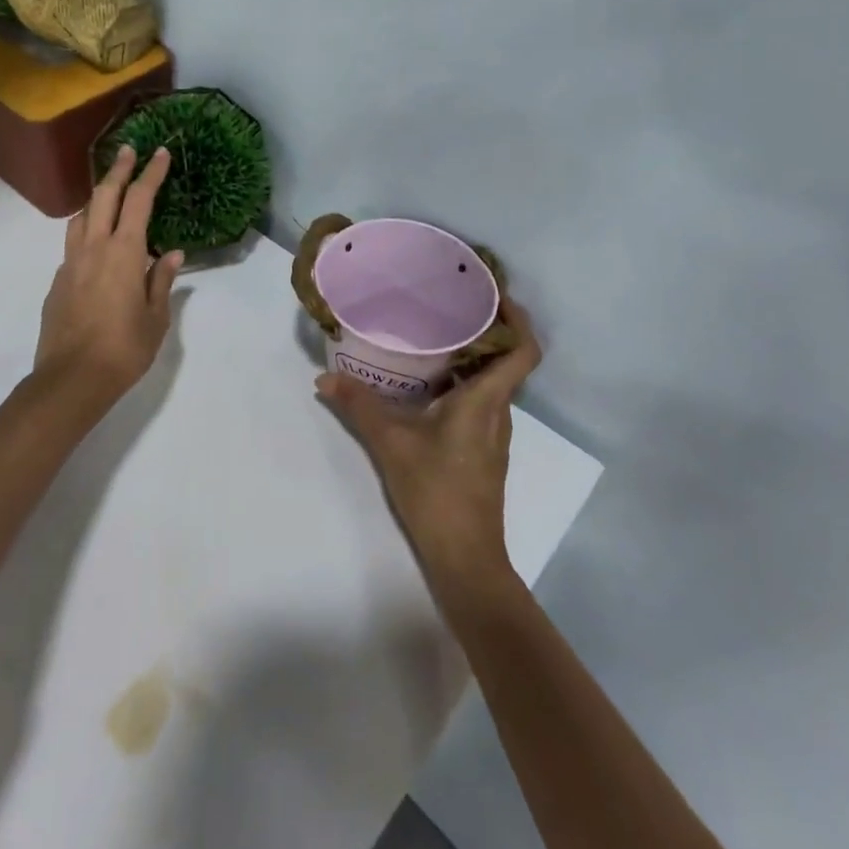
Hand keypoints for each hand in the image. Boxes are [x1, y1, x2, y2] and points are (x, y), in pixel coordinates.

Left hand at [34, 145, 183, 406]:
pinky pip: (73, 245)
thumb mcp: (156, 318)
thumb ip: (162, 280)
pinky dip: (87, 233)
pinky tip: (97, 249)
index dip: (151, 174)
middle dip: (118, 170)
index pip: (139, 200)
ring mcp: (70, 263)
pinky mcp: (58, 282)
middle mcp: (94, 248)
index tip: (160, 153)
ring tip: (109, 194)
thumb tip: (171, 254)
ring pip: (81, 217)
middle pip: (104, 196)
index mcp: (124, 252)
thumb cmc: (124, 349)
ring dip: (96, 198)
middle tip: (129, 151)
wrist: (71, 380)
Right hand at [316, 302, 542, 595]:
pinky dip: (461, 382)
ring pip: (491, 381)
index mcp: (486, 401)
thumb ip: (359, 406)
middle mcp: (498, 411)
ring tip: (434, 334)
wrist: (466, 557)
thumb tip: (324, 378)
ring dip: (471, 356)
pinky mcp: (482, 449)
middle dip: (484, 328)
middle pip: (505, 359)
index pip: (524, 350)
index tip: (492, 292)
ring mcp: (493, 433)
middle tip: (449, 303)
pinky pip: (479, 400)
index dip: (517, 318)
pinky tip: (427, 384)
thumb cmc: (437, 492)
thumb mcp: (391, 443)